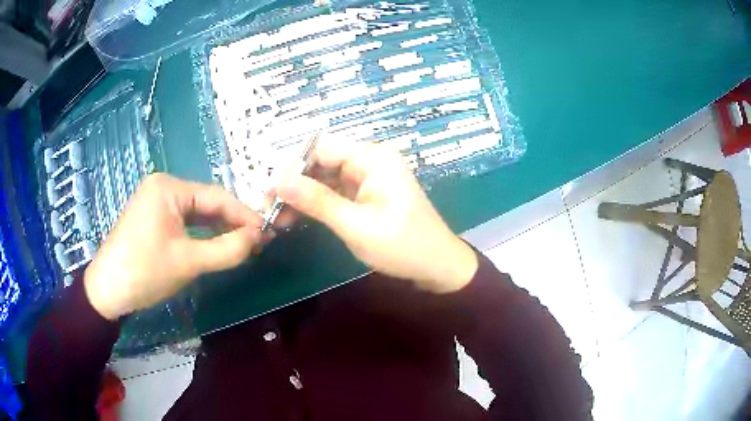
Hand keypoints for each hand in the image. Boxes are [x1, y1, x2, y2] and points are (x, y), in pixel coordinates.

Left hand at [84, 174, 262, 319]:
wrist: (107, 292)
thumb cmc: (145, 272)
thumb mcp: (188, 262)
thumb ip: (227, 249)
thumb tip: (260, 237)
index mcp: (169, 187)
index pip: (216, 196)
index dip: (244, 215)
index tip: (268, 233)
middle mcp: (163, 187)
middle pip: (206, 203)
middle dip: (231, 223)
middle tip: (257, 243)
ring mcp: (156, 202)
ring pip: (196, 214)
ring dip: (218, 230)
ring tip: (242, 246)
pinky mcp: (152, 218)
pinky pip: (184, 222)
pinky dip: (201, 235)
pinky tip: (216, 246)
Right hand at [277, 140, 477, 293]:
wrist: (436, 266)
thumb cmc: (401, 245)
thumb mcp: (355, 224)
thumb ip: (316, 200)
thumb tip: (277, 180)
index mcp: (372, 157)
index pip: (320, 147)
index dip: (291, 165)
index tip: (269, 190)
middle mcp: (369, 160)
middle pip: (320, 161)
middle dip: (293, 182)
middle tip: (267, 207)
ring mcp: (367, 177)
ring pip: (324, 178)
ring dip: (301, 195)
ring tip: (275, 217)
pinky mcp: (366, 194)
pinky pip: (334, 191)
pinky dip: (315, 203)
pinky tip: (294, 217)